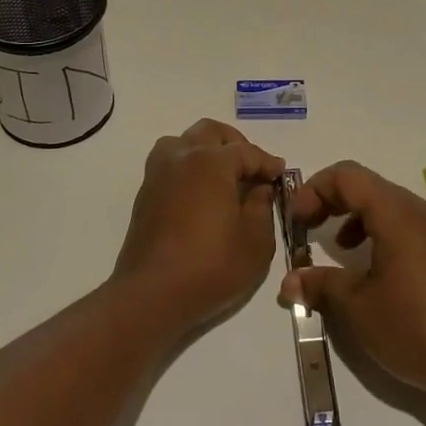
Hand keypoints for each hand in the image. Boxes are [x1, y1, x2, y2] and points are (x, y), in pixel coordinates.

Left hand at [112, 119, 283, 333]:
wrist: (152, 294)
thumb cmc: (211, 266)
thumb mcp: (256, 241)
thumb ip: (263, 207)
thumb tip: (260, 189)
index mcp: (211, 162)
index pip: (246, 151)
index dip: (266, 162)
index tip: (279, 173)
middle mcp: (181, 157)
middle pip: (210, 132)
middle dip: (235, 144)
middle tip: (251, 168)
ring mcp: (158, 174)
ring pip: (183, 142)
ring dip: (205, 150)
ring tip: (223, 176)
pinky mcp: (145, 194)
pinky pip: (169, 164)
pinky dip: (188, 168)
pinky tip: (202, 194)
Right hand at [277, 161, 425, 396]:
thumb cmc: (417, 328)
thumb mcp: (358, 309)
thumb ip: (321, 286)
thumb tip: (290, 281)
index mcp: (395, 213)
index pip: (346, 176)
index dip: (314, 190)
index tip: (297, 221)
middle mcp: (418, 212)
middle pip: (366, 186)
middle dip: (330, 201)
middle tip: (307, 229)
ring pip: (386, 206)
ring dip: (354, 217)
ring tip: (337, 248)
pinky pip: (405, 226)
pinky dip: (379, 233)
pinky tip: (372, 269)